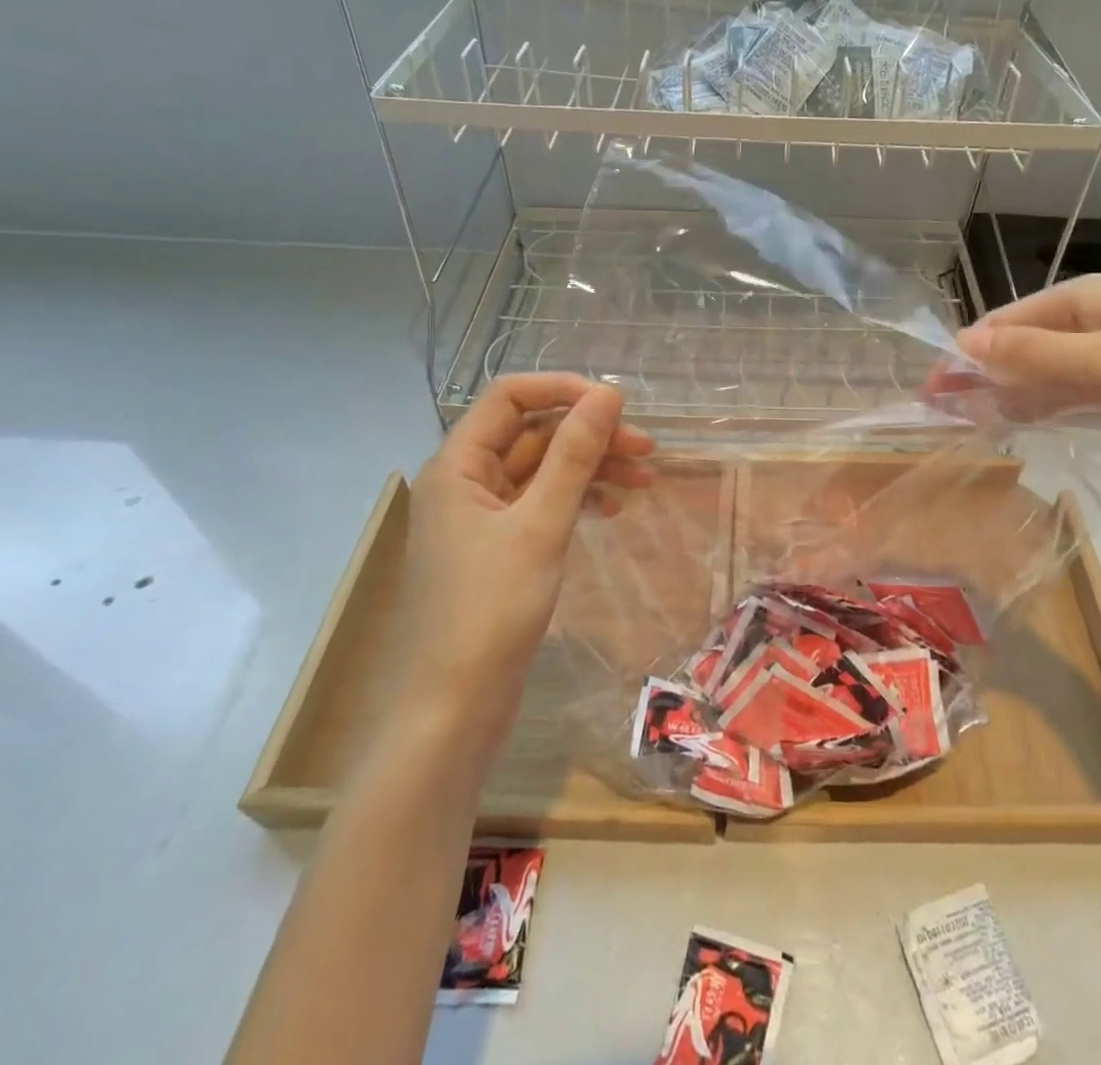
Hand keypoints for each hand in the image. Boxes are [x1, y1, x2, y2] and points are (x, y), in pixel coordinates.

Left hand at [399, 374, 654, 730]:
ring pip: (542, 470)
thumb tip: (608, 395)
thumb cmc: (491, 609)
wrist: (454, 710)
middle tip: (646, 448)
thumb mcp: (541, 524)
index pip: (510, 397)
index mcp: (458, 465)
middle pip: (532, 433)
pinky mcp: (498, 550)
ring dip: (590, 468)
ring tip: (643, 481)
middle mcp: (465, 482)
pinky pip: (541, 505)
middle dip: (589, 435)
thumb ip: (575, 454)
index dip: (564, 391)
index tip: (617, 406)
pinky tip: (612, 511)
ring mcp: (481, 518)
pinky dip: (577, 500)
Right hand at [929, 275, 1100, 450]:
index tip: (932, 394)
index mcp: (1077, 300)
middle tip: (946, 416)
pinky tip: (1025, 422)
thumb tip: (963, 344)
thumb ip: (1033, 356)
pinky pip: (1072, 387)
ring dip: (1009, 393)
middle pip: (1018, 346)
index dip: (963, 357)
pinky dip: (1044, 402)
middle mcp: (1089, 318)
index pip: (1001, 325)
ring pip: (1043, 369)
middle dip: (980, 376)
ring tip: (973, 424)